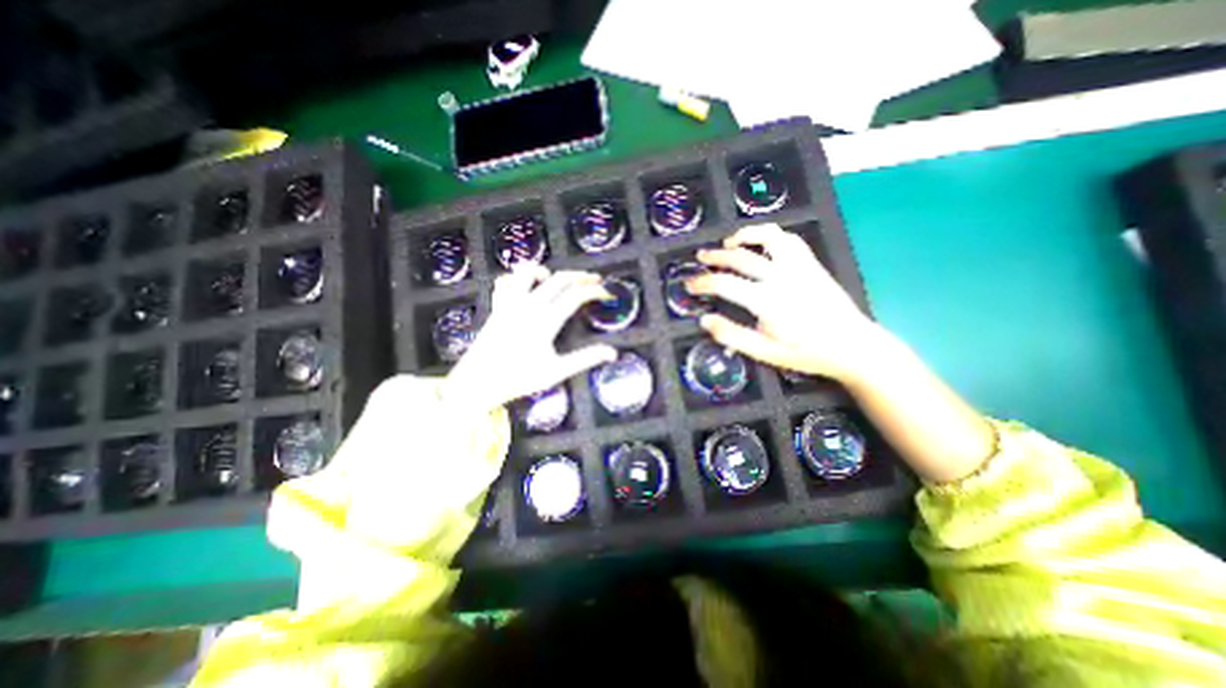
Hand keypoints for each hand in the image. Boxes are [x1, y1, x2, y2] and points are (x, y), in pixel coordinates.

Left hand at [444, 265, 617, 412]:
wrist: (477, 382)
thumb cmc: (518, 379)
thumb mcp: (555, 372)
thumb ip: (584, 359)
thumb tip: (612, 353)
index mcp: (546, 320)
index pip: (576, 296)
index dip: (594, 291)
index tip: (606, 293)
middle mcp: (529, 305)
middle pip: (559, 279)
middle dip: (580, 276)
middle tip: (594, 280)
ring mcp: (510, 303)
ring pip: (529, 272)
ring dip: (547, 271)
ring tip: (557, 279)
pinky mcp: (497, 306)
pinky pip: (506, 281)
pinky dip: (517, 278)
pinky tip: (524, 286)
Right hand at [687, 224, 881, 380]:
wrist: (852, 346)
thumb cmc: (806, 353)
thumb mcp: (765, 352)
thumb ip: (732, 336)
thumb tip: (705, 320)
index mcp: (767, 301)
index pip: (725, 284)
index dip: (702, 282)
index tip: (689, 284)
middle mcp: (781, 277)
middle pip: (741, 256)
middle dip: (716, 256)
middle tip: (701, 257)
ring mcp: (799, 266)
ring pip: (769, 237)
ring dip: (745, 235)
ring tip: (730, 241)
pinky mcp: (811, 264)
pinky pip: (790, 240)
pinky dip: (771, 235)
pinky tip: (762, 242)